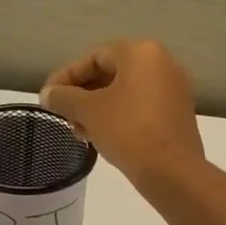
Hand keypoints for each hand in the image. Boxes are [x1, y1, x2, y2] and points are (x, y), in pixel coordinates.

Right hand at [39, 39, 204, 184]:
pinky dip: (118, 116)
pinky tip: (100, 136)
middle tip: (63, 115)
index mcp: (141, 52)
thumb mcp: (88, 111)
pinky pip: (140, 105)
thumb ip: (64, 97)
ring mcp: (173, 88)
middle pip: (110, 72)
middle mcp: (162, 63)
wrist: (172, 171)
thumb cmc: (128, 130)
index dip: (66, 76)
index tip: (48, 98)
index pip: (94, 57)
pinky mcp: (177, 113)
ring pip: (124, 91)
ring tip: (78, 130)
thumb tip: (47, 94)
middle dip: (82, 94)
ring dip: (97, 107)